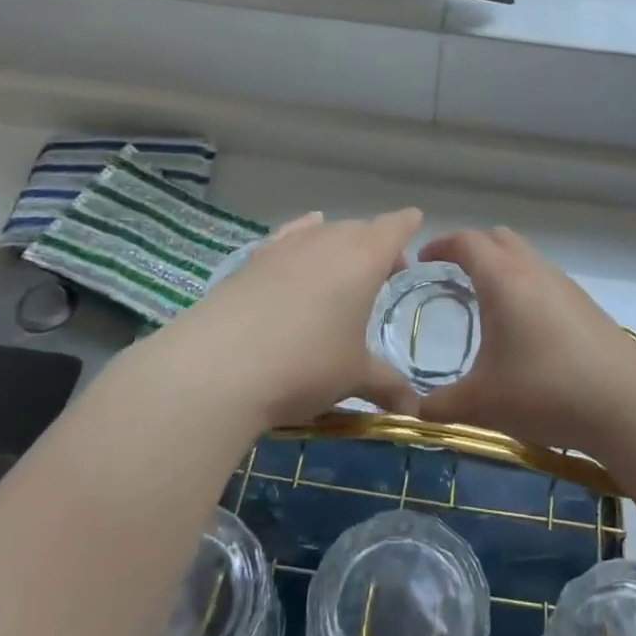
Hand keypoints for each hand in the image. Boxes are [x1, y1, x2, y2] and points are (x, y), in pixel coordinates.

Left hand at [158, 209, 422, 429]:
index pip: (394, 227)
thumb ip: (387, 385)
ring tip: (342, 271)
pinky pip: (288, 237)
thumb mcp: (353, 377)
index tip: (416, 224)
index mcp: (364, 258)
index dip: (407, 225)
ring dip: (338, 245)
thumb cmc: (306, 364)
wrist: (219, 366)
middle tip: (383, 275)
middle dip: (375, 245)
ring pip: (323, 232)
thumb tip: (413, 411)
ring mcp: (287, 246)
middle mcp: (328, 240)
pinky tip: (299, 246)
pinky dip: (301, 237)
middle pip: (359, 229)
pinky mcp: (252, 259)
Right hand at [412, 227, 635, 456]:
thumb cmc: (545, 391)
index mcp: (503, 279)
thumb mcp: (481, 404)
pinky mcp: (586, 305)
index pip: (466, 241)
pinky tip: (525, 330)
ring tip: (487, 304)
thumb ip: (439, 406)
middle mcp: (534, 270)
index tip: (424, 260)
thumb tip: (413, 412)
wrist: (626, 403)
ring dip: (502, 268)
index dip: (441, 245)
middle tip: (452, 275)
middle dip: (472, 249)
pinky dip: (525, 288)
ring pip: (526, 258)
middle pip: (498, 239)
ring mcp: (565, 285)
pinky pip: (545, 280)